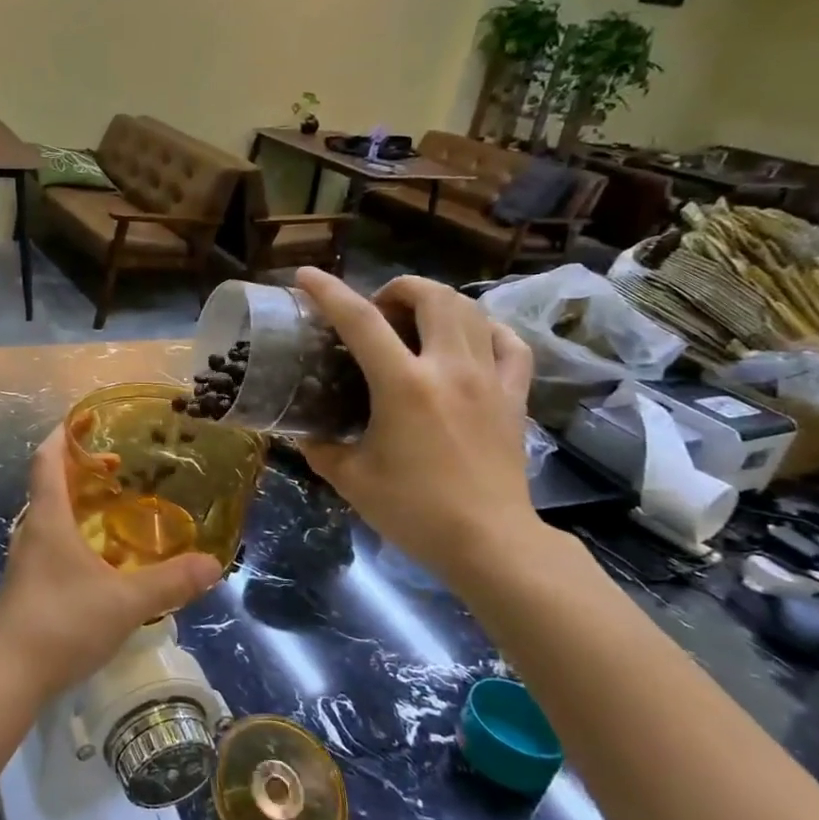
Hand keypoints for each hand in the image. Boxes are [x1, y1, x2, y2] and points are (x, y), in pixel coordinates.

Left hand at [0, 427, 220, 703]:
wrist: (9, 677)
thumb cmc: (63, 624)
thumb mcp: (125, 602)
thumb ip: (170, 581)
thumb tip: (214, 564)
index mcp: (48, 520)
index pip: (47, 460)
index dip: (64, 434)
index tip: (85, 418)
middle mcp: (31, 531)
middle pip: (49, 484)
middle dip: (79, 468)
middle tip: (116, 465)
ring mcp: (25, 560)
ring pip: (49, 515)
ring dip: (76, 502)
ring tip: (113, 504)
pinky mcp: (27, 585)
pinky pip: (50, 542)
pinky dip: (73, 532)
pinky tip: (99, 555)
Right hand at [294, 268, 541, 580]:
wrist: (491, 543)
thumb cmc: (415, 511)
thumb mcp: (351, 480)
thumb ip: (321, 449)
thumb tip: (303, 433)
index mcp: (403, 385)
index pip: (360, 321)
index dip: (329, 292)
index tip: (305, 276)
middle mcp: (449, 369)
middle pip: (430, 296)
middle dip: (396, 288)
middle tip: (375, 310)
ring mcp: (490, 380)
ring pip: (471, 310)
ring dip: (437, 302)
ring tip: (415, 322)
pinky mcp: (515, 397)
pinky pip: (509, 343)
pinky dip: (485, 329)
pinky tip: (469, 340)